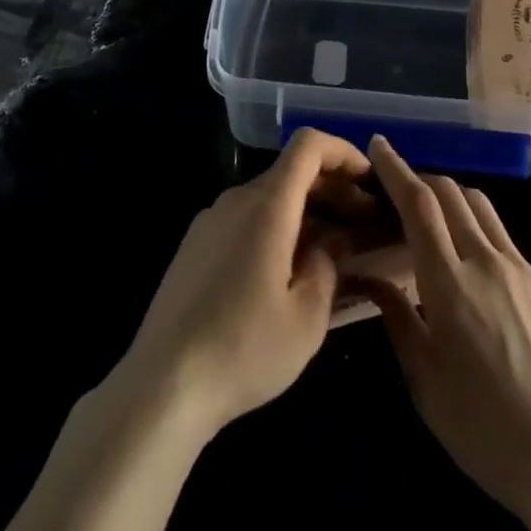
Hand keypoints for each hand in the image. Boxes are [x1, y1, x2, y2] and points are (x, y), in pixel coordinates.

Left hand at [112, 128, 370, 440]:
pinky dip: (276, 226)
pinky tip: (285, 270)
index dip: (343, 151)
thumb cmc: (243, 350)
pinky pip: (245, 218)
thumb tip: (334, 239)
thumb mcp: (306, 319)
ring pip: (269, 196)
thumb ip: (328, 266)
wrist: (162, 384)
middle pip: (291, 171)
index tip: (369, 180)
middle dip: (331, 188)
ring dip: (305, 210)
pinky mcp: (194, 244)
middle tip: (362, 224)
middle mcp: (237, 199)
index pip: (308, 145)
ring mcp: (211, 219)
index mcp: (267, 205)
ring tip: (329, 251)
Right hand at [357, 136, 530, 530]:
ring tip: (434, 215)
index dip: (396, 168)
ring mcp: (520, 268)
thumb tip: (371, 276)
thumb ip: (396, 317)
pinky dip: (478, 227)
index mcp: (448, 283)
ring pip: (480, 206)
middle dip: (421, 179)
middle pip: (450, 192)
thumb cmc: (483, 427)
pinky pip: (503, 237)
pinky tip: (473, 261)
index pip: (417, 204)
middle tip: (400, 190)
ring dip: (451, 196)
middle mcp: (485, 260)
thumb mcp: (424, 381)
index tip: (379, 144)